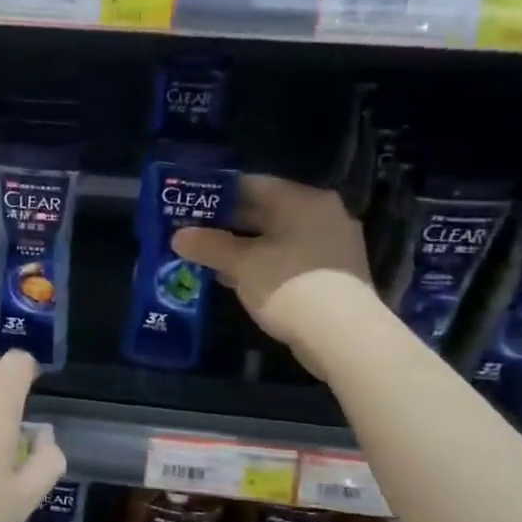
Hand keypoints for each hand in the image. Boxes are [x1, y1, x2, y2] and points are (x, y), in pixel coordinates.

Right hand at [171, 175, 370, 341]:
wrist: (343, 336)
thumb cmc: (288, 286)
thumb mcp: (240, 265)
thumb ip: (208, 246)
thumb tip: (178, 236)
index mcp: (302, 199)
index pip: (251, 185)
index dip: (216, 195)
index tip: (189, 208)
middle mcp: (323, 213)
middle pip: (266, 211)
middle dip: (229, 225)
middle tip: (195, 235)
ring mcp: (333, 244)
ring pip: (278, 237)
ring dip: (245, 247)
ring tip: (211, 260)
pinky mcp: (335, 273)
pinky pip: (291, 258)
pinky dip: (265, 264)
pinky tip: (240, 280)